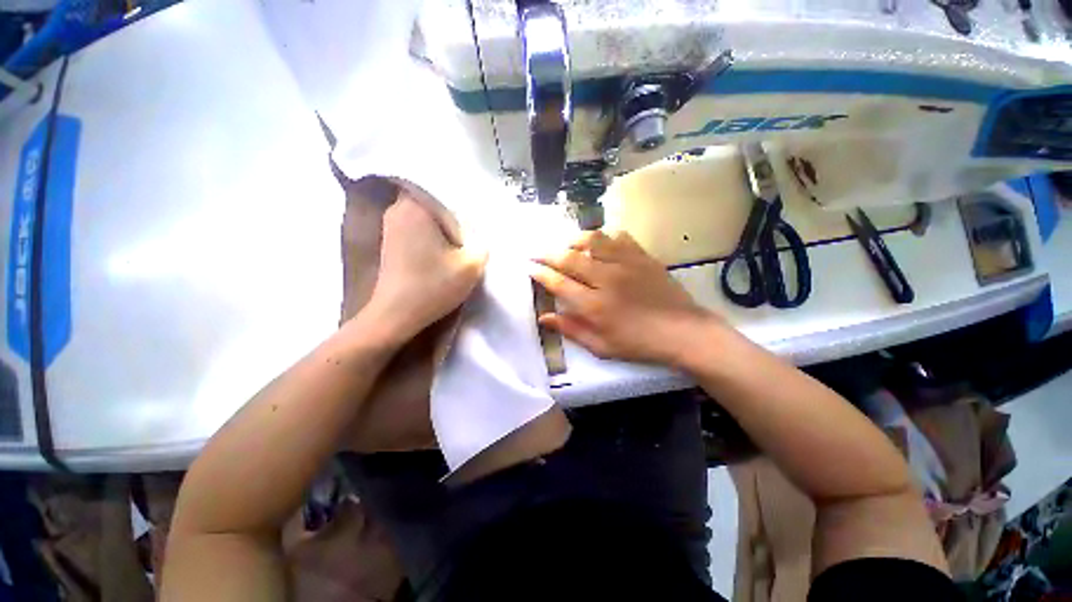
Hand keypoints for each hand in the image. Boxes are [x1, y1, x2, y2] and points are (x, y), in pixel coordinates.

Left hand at [364, 193, 487, 341]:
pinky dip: (432, 234)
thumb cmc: (433, 286)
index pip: (446, 188)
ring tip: (460, 241)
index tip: (477, 217)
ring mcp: (391, 224)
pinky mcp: (390, 240)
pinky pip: (417, 226)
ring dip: (444, 226)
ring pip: (426, 215)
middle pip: (435, 200)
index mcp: (417, 207)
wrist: (395, 315)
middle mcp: (398, 208)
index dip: (466, 201)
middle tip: (472, 228)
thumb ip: (482, 242)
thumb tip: (478, 232)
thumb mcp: (471, 264)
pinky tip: (444, 250)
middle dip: (455, 214)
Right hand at [532, 230, 713, 364]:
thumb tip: (544, 317)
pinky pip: (619, 237)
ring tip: (567, 245)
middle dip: (548, 254)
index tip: (529, 267)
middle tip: (537, 252)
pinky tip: (600, 244)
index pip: (558, 283)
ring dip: (574, 240)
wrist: (683, 332)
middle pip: (570, 258)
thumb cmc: (639, 344)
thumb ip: (571, 329)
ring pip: (592, 241)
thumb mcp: (601, 346)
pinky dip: (604, 237)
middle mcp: (606, 279)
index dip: (540, 273)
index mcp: (594, 305)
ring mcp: (626, 264)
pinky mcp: (642, 256)